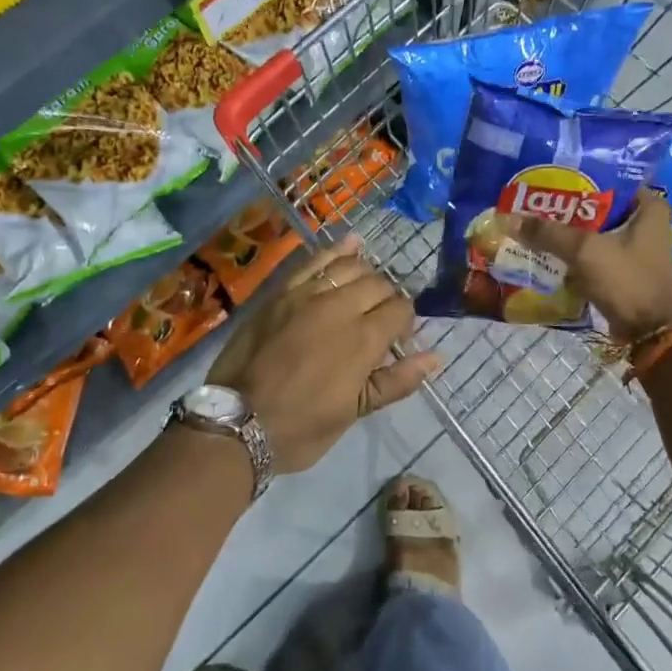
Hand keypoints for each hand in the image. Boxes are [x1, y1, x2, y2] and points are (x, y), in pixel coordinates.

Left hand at [208, 235, 440, 472]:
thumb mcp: (354, 412)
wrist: (236, 423)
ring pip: (350, 267)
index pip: (400, 310)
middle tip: (379, 322)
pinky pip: (313, 261)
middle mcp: (339, 307)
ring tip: (366, 289)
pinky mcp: (282, 292)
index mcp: (363, 339)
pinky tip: (351, 243)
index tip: (397, 341)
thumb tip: (435, 357)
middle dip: (387, 300)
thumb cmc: (301, 427)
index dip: (405, 323)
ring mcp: (307, 295)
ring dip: (366, 275)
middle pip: (378, 285)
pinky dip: (335, 250)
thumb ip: (396, 381)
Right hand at [497, 189, 671, 340]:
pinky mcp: (623, 268)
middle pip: (596, 206)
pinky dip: (572, 252)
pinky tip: (544, 248)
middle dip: (564, 206)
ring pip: (592, 230)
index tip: (546, 176)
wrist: (649, 333)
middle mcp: (645, 222)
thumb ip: (547, 232)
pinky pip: (592, 252)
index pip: (608, 179)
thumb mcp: (585, 251)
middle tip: (531, 199)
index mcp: (648, 207)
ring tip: (531, 221)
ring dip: (566, 231)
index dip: (576, 177)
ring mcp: (635, 247)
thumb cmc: (627, 281)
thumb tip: (507, 217)